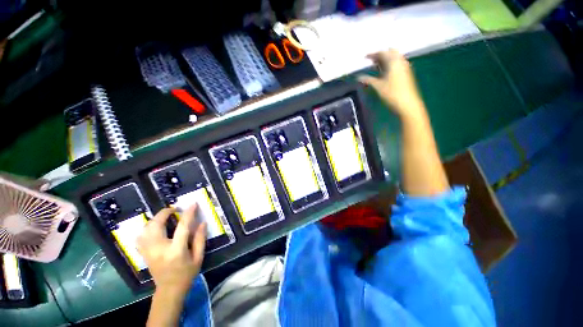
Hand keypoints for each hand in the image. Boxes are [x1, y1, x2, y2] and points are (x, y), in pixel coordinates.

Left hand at [137, 205, 205, 297]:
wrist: (169, 290)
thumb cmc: (187, 273)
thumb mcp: (198, 257)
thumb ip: (200, 239)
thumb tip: (202, 223)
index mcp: (176, 251)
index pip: (182, 227)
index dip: (188, 214)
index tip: (193, 204)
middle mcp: (159, 249)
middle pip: (156, 225)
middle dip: (164, 213)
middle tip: (174, 209)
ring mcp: (148, 252)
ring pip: (145, 229)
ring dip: (155, 219)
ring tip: (165, 217)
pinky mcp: (143, 253)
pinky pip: (140, 236)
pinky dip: (147, 228)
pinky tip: (154, 227)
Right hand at [358, 50, 425, 117]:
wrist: (407, 103)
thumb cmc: (392, 94)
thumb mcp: (378, 86)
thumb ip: (368, 80)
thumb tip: (359, 77)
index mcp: (393, 62)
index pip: (382, 53)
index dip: (373, 54)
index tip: (365, 57)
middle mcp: (400, 61)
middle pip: (389, 53)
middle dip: (380, 55)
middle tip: (371, 61)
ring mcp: (404, 67)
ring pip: (394, 59)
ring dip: (385, 60)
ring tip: (376, 66)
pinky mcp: (406, 73)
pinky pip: (397, 64)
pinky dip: (389, 65)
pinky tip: (384, 72)